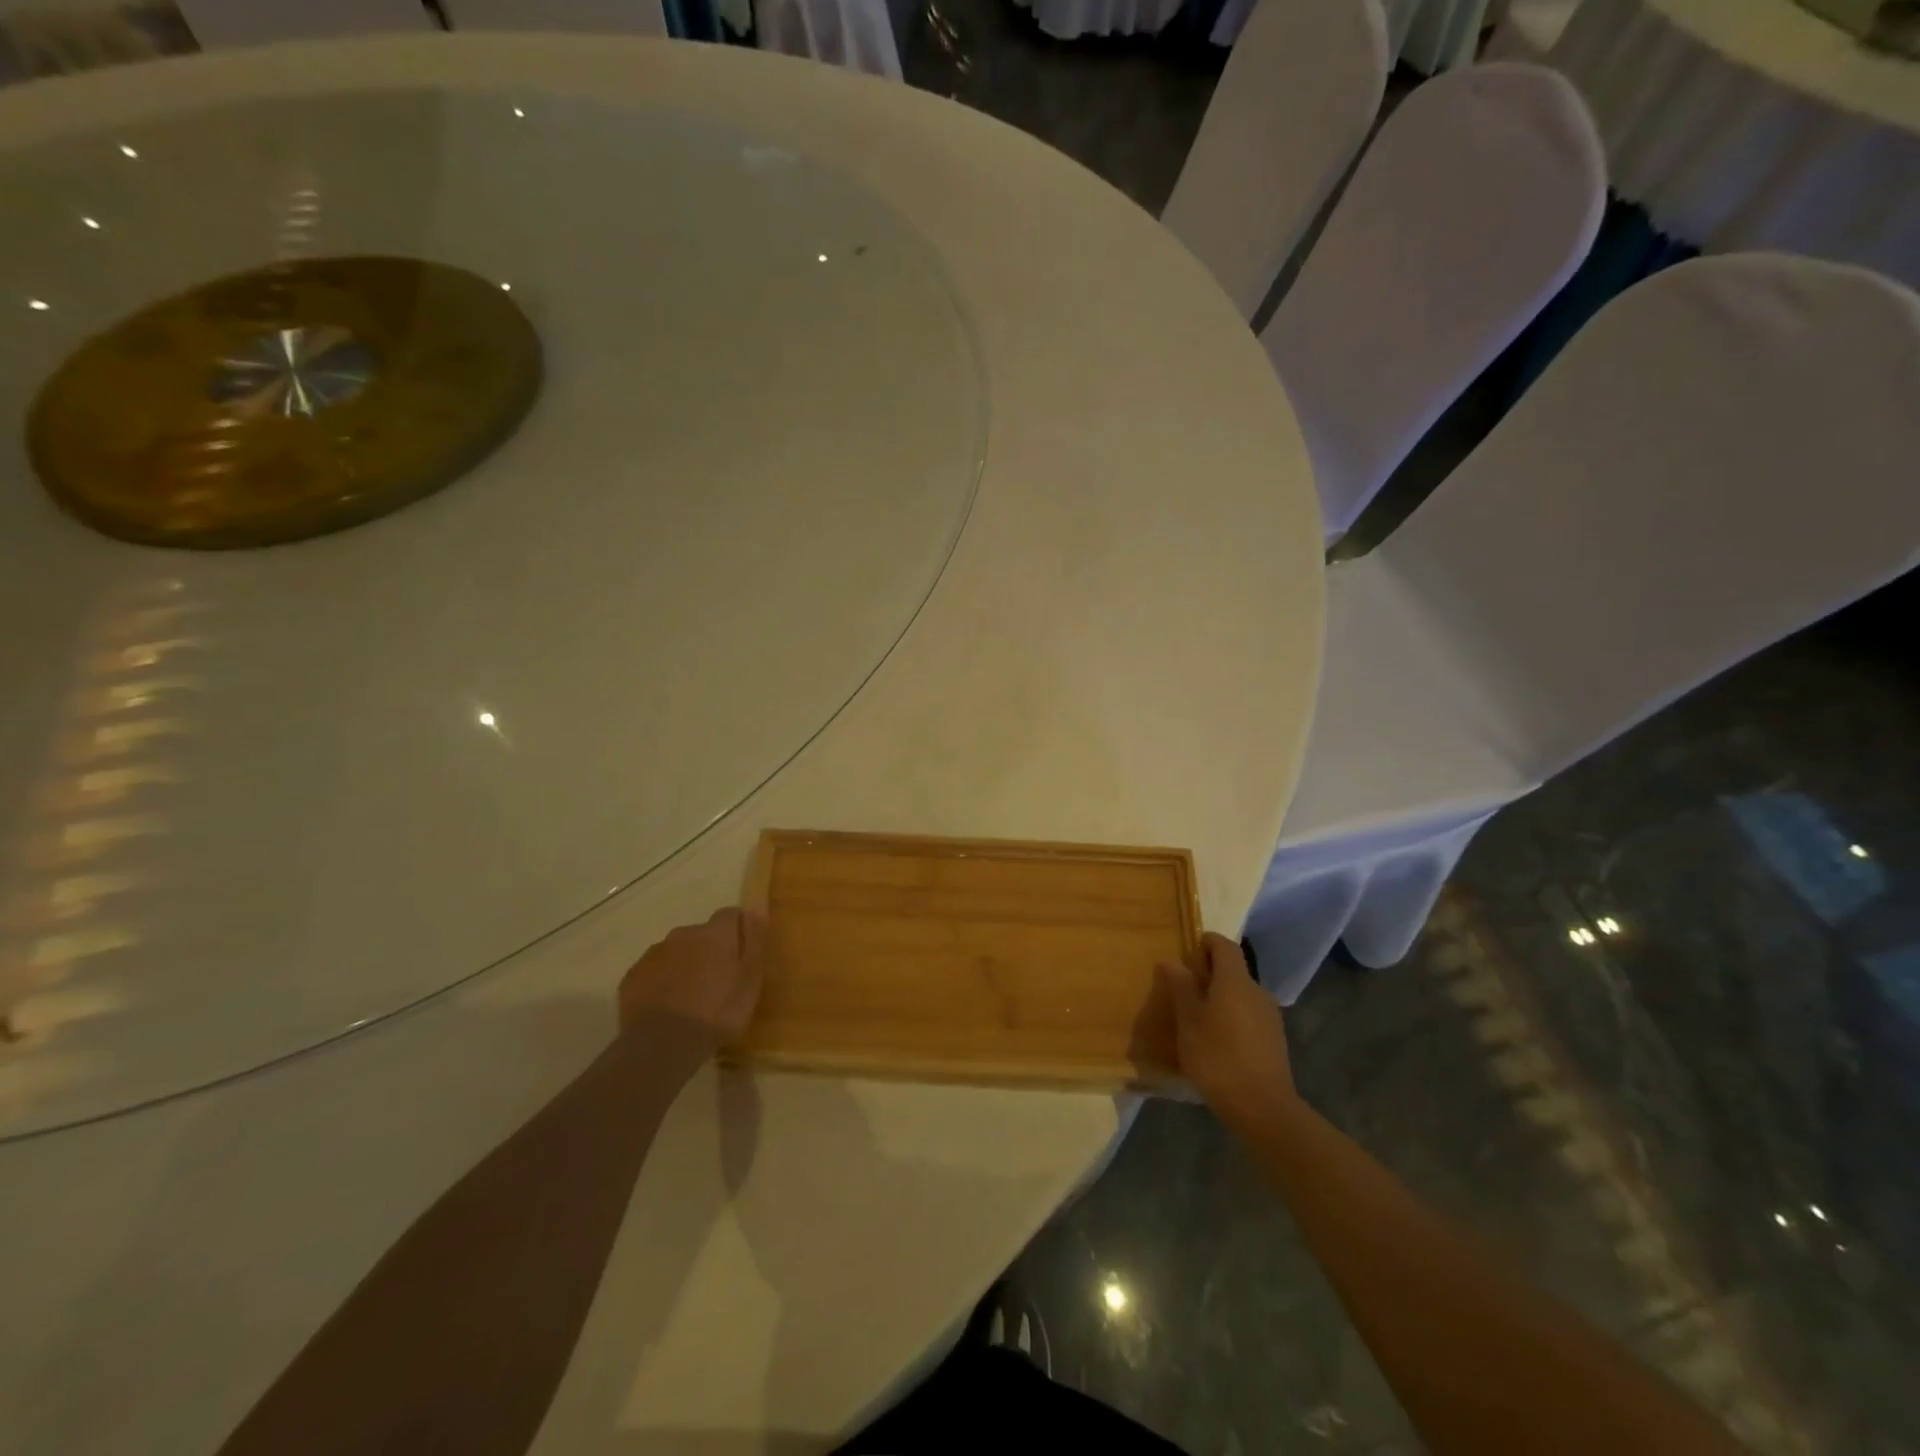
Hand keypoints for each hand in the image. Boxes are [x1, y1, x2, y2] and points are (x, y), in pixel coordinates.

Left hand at [617, 908, 766, 1045]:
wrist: (663, 1045)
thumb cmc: (718, 1011)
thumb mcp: (751, 977)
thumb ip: (755, 938)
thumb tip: (757, 902)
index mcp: (715, 932)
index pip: (731, 915)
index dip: (738, 932)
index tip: (744, 955)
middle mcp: (683, 934)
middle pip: (701, 935)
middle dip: (709, 951)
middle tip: (718, 984)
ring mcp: (653, 955)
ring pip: (675, 953)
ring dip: (684, 967)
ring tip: (691, 999)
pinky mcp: (632, 978)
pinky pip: (653, 974)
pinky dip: (662, 983)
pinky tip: (667, 1008)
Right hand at [1158, 932, 1295, 1128]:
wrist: (1262, 1107)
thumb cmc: (1218, 1057)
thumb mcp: (1188, 1021)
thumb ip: (1181, 987)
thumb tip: (1173, 961)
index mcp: (1235, 981)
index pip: (1224, 945)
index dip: (1206, 942)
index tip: (1187, 953)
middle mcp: (1257, 991)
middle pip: (1233, 970)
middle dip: (1209, 974)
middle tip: (1184, 990)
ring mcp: (1270, 1016)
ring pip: (1241, 995)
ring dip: (1220, 998)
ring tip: (1197, 1019)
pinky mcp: (1274, 1040)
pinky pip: (1249, 1016)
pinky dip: (1232, 1018)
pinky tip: (1217, 1041)